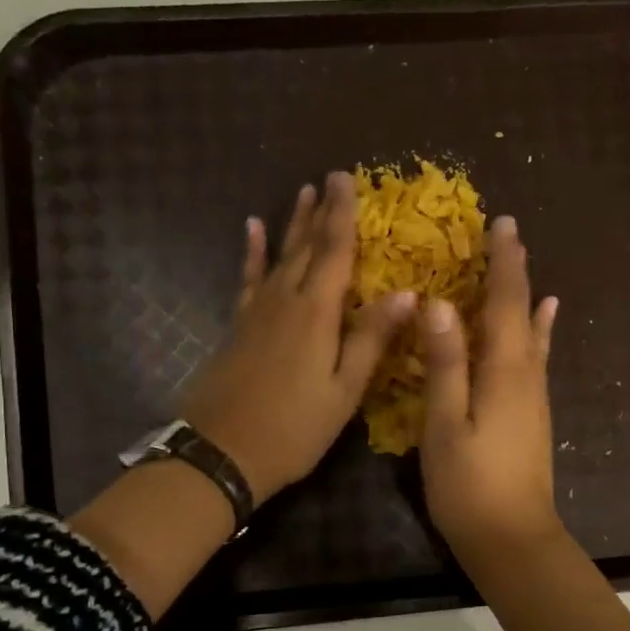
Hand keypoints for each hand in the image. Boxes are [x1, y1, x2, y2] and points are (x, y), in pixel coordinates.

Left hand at [181, 173, 416, 500]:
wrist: (222, 452)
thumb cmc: (294, 429)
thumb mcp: (343, 391)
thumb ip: (371, 339)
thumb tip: (407, 293)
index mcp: (316, 313)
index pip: (335, 251)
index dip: (343, 214)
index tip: (347, 178)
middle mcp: (284, 301)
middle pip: (306, 247)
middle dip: (320, 212)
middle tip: (329, 178)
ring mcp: (256, 312)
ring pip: (279, 257)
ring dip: (292, 225)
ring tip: (301, 192)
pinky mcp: (238, 326)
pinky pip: (248, 279)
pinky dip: (252, 254)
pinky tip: (251, 230)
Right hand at [420, 215, 562, 561]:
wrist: (513, 539)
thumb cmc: (469, 484)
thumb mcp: (446, 423)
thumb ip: (446, 363)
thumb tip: (439, 303)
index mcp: (504, 370)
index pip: (505, 303)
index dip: (503, 263)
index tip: (501, 224)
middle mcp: (527, 375)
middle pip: (523, 312)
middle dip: (514, 272)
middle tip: (507, 233)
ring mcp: (534, 396)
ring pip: (531, 333)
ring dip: (524, 296)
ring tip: (523, 267)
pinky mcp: (532, 415)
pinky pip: (535, 357)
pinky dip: (538, 331)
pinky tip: (544, 322)